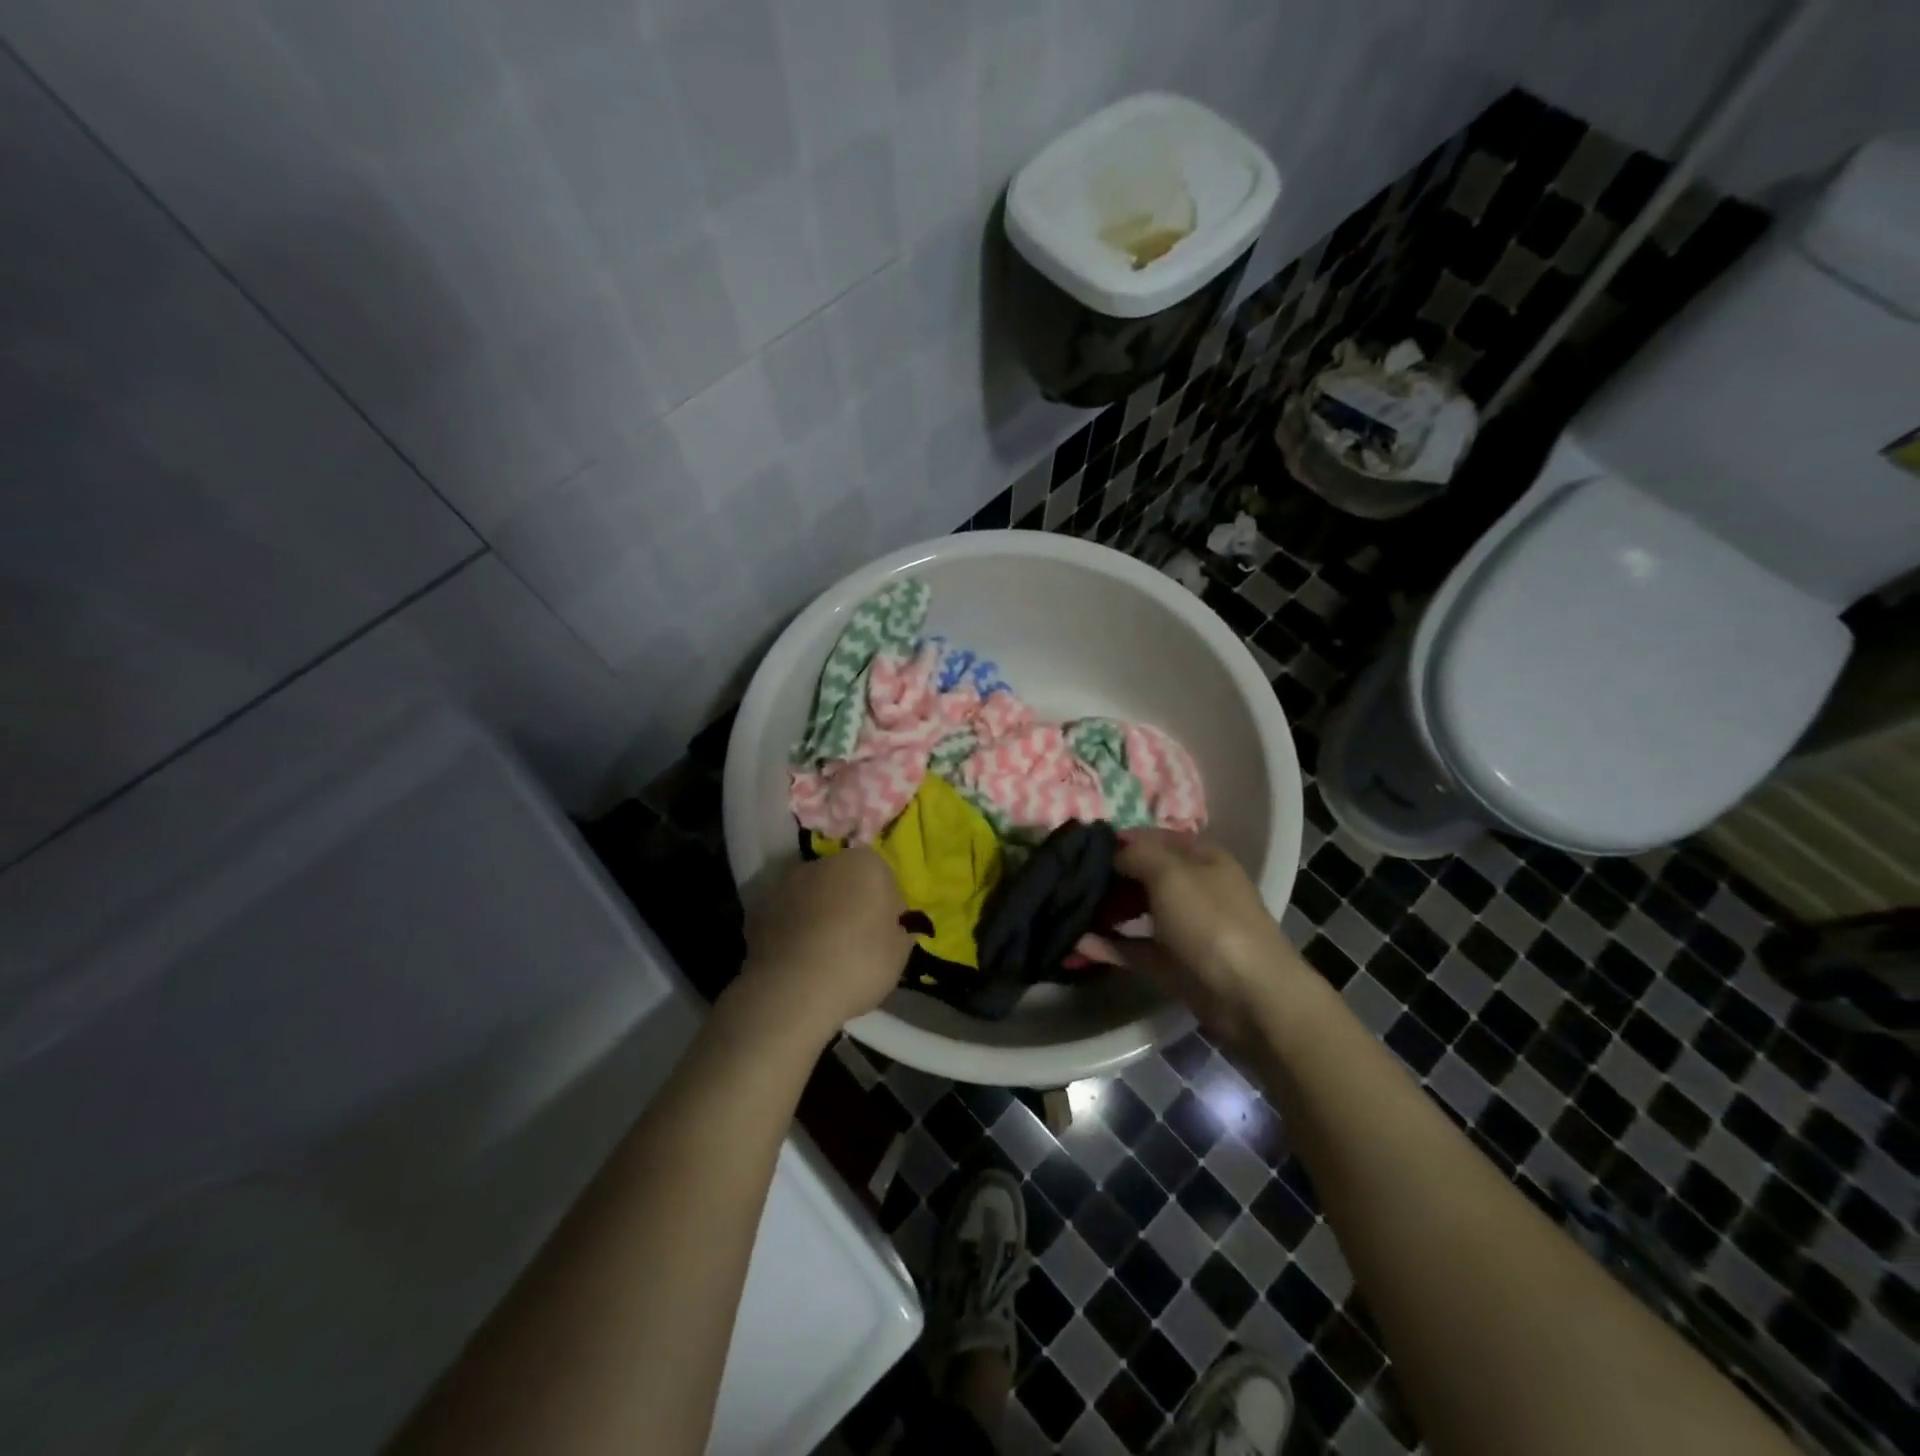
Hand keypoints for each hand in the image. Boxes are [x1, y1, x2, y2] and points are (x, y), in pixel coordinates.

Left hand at [734, 850, 914, 1043]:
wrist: (792, 991)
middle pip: (845, 881)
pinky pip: (786, 916)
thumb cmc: (858, 963)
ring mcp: (787, 883)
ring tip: (822, 955)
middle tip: (855, 944)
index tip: (885, 935)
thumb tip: (894, 926)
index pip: (884, 880)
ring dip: (818, 914)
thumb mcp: (900, 953)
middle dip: (850, 904)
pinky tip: (797, 960)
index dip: (886, 908)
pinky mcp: (759, 908)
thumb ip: (900, 930)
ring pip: (812, 896)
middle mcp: (824, 862)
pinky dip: (791, 929)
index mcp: (865, 863)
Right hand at [1081, 831, 1315, 1046]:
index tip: (1078, 848)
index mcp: (1199, 856)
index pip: (1151, 837)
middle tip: (1067, 881)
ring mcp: (1184, 926)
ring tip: (1066, 909)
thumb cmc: (1211, 922)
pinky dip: (1109, 945)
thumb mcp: (1171, 873)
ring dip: (1105, 909)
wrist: (1250, 996)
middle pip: (1142, 873)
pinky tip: (1078, 944)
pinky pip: (1135, 947)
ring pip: (1137, 910)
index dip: (1116, 840)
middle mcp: (1192, 886)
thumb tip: (1112, 852)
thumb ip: (1136, 854)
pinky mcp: (1173, 962)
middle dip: (1106, 876)